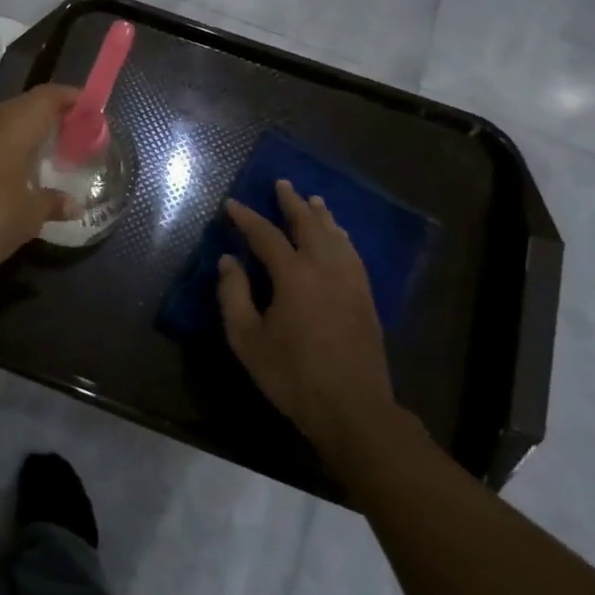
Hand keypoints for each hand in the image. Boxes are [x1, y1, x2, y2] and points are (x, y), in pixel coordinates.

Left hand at [0, 84, 80, 286]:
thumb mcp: (28, 216)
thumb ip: (53, 203)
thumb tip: (73, 204)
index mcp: (12, 123)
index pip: (49, 96)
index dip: (73, 99)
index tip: (92, 112)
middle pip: (25, 106)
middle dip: (51, 119)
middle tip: (73, 140)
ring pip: (2, 123)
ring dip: (24, 136)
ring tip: (45, 160)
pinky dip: (3, 150)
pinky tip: (10, 178)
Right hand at [218, 181, 402, 459]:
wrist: (353, 410)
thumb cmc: (292, 375)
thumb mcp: (247, 339)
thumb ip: (233, 295)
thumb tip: (229, 261)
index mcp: (293, 275)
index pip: (265, 234)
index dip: (246, 217)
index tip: (231, 204)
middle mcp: (325, 268)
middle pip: (308, 224)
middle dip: (292, 202)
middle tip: (282, 184)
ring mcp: (350, 281)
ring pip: (335, 236)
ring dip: (321, 215)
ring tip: (313, 200)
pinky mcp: (366, 297)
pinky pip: (352, 254)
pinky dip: (342, 237)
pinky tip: (339, 237)